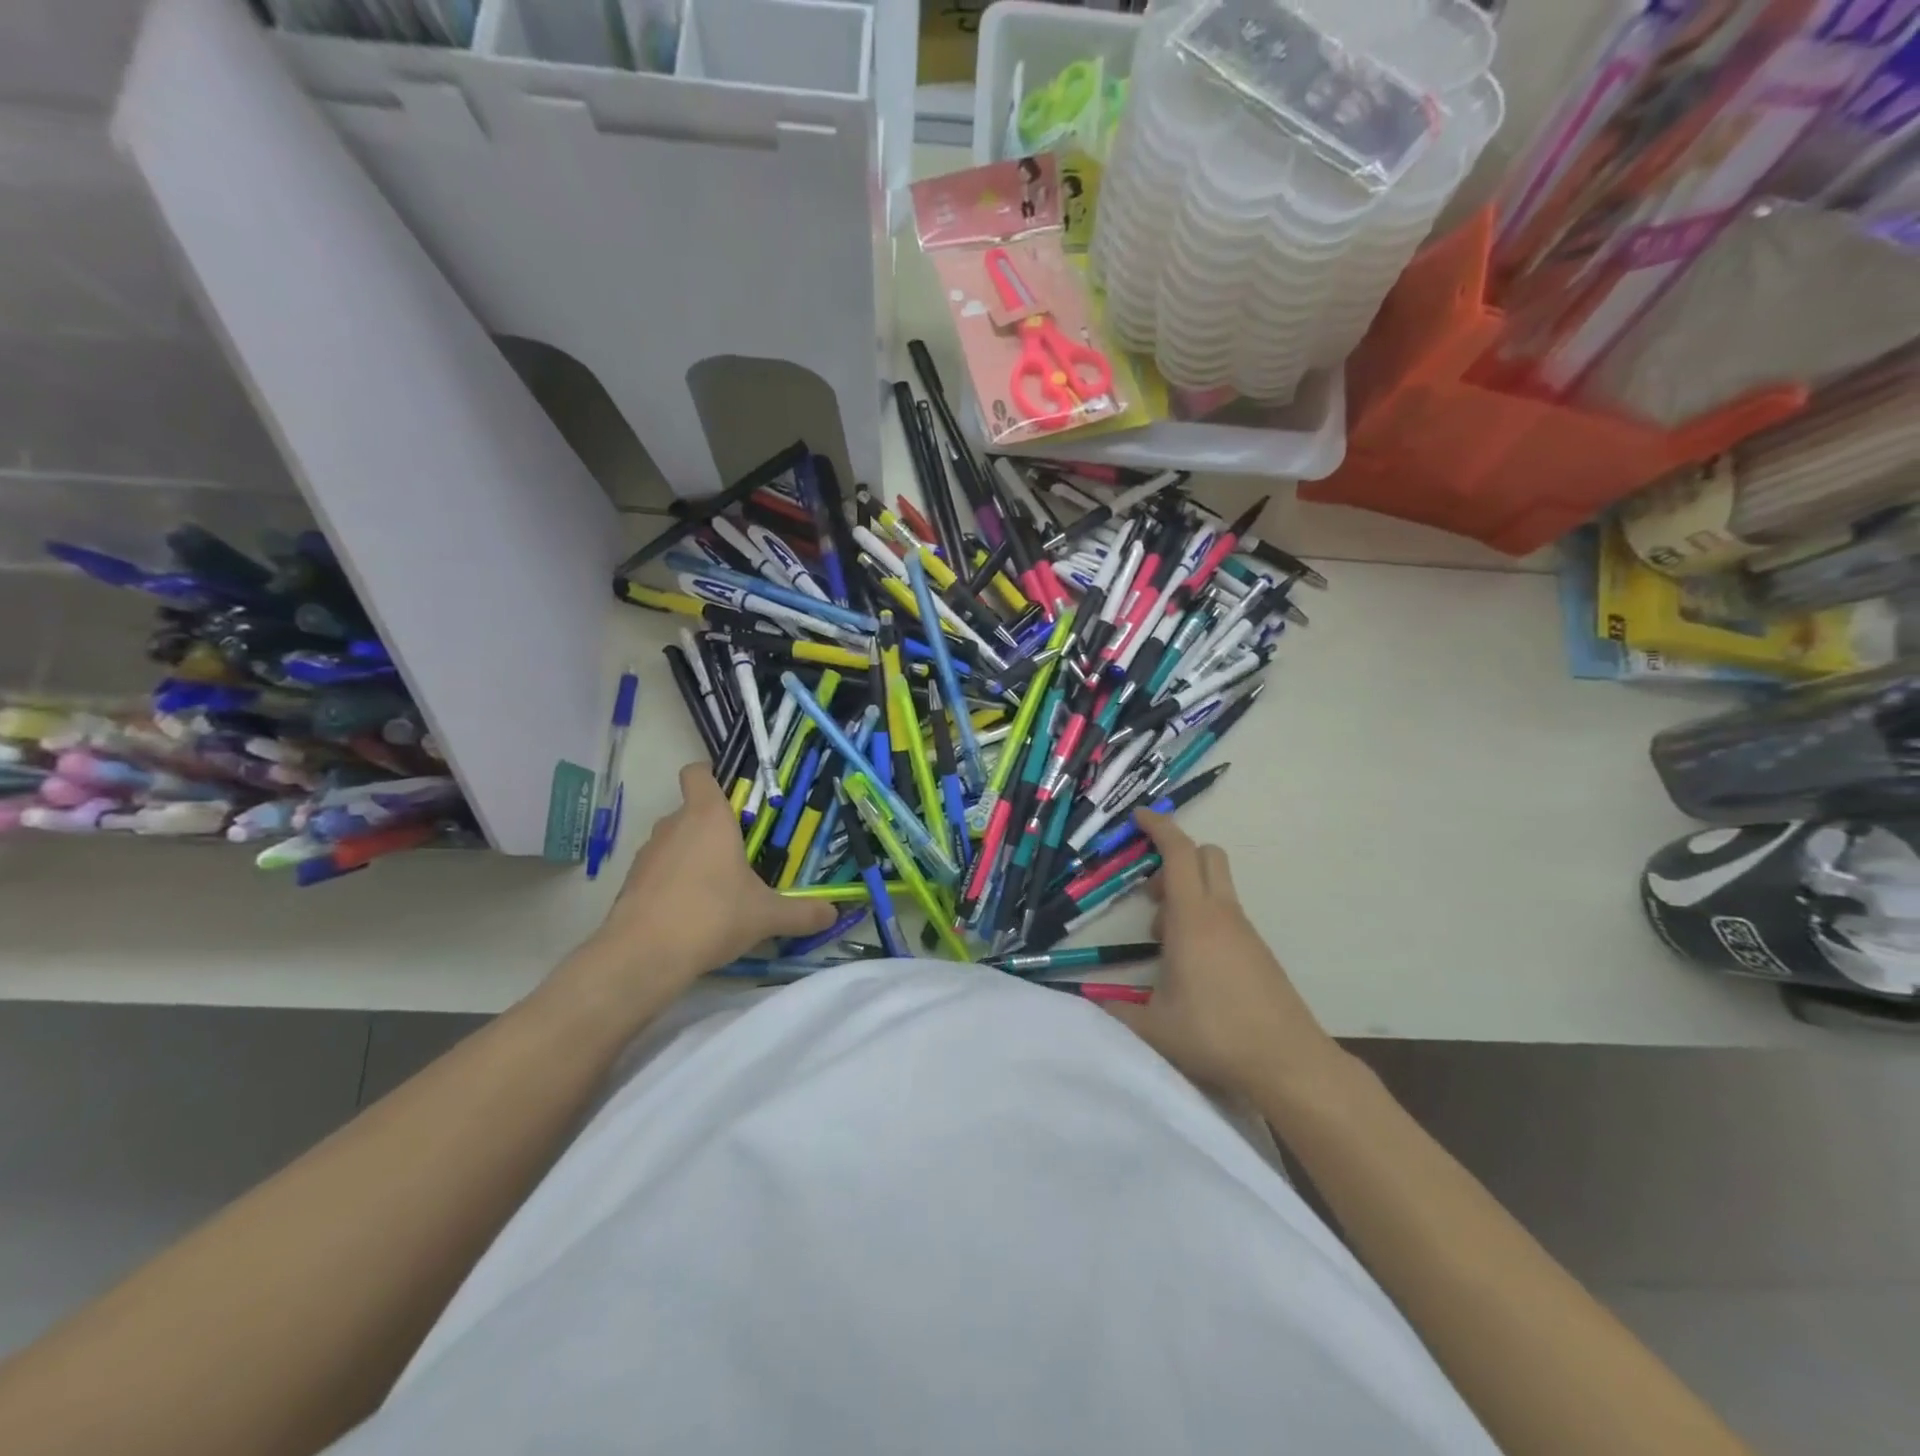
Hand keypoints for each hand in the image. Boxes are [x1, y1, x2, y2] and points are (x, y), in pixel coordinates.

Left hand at [549, 765, 836, 1022]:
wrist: (644, 955)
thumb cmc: (712, 915)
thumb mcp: (766, 915)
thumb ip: (802, 912)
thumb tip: (834, 913)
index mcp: (708, 817)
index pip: (698, 774)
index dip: (711, 777)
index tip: (733, 798)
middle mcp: (673, 825)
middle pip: (691, 811)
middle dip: (714, 828)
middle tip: (742, 855)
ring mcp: (648, 854)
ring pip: (674, 842)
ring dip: (692, 856)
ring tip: (717, 888)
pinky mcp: (631, 882)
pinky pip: (658, 870)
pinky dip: (673, 882)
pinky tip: (691, 912)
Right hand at [1102, 810, 1345, 1103]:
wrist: (1290, 1063)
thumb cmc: (1217, 1035)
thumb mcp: (1154, 1027)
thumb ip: (1115, 1011)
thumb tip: (1086, 1004)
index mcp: (1193, 920)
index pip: (1179, 853)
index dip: (1159, 827)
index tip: (1139, 816)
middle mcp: (1222, 915)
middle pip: (1205, 856)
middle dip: (1174, 857)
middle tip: (1150, 891)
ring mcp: (1245, 932)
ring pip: (1215, 887)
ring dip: (1185, 895)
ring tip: (1163, 941)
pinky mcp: (1258, 951)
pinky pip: (1225, 914)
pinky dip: (1202, 919)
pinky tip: (1191, 964)